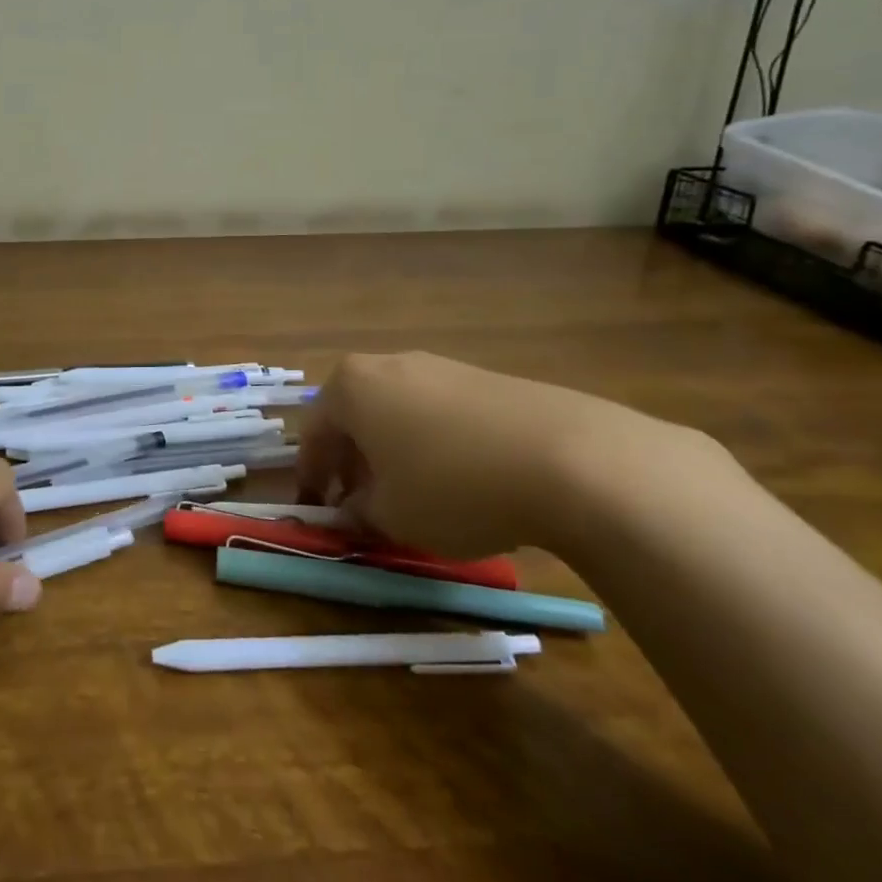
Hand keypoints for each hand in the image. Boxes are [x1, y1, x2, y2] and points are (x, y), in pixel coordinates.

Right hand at [296, 351, 695, 557]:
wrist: (569, 459)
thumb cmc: (452, 486)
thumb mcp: (392, 517)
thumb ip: (359, 513)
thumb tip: (353, 510)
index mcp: (350, 387)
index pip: (313, 433)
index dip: (311, 476)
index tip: (316, 510)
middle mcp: (388, 365)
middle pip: (355, 417)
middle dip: (352, 462)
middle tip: (360, 504)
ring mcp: (440, 367)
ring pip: (397, 413)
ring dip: (392, 453)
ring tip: (412, 497)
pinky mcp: (485, 379)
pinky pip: (439, 413)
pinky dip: (433, 445)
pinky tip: (460, 481)